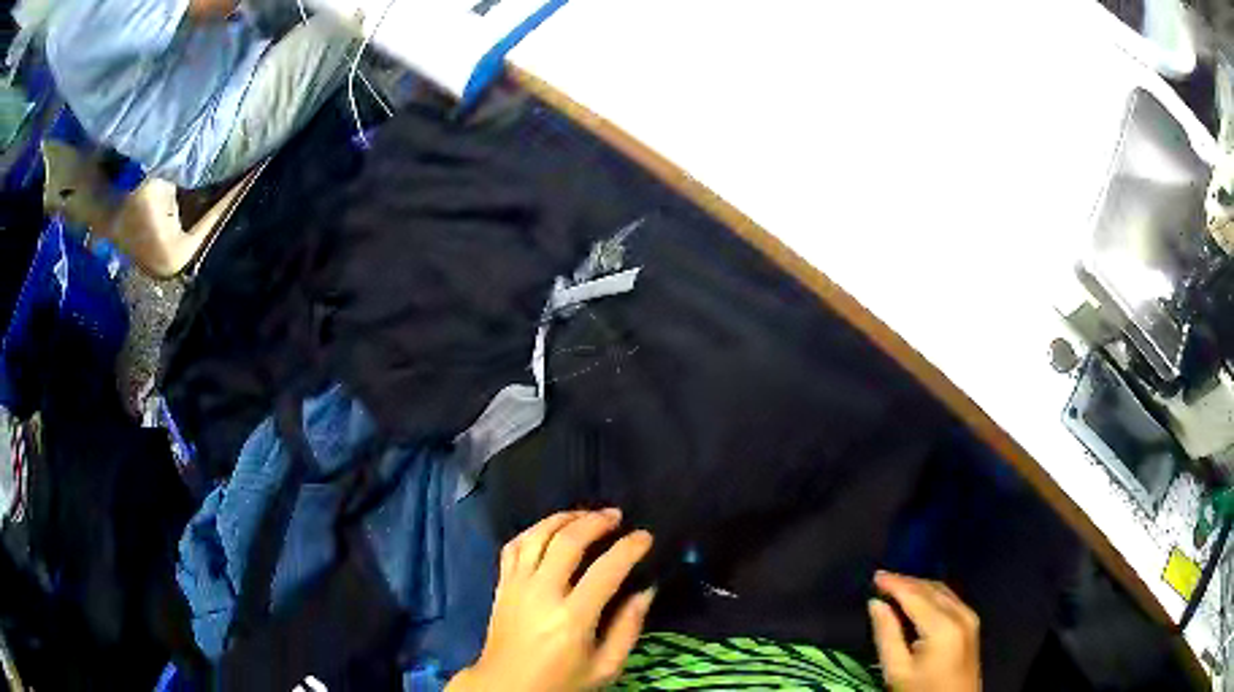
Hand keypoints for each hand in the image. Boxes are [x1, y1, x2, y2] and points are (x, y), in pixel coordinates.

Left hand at [447, 509, 655, 691]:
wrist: (507, 686)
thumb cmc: (562, 681)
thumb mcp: (606, 667)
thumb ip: (628, 628)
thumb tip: (646, 590)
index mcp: (572, 618)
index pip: (606, 570)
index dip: (629, 548)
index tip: (645, 537)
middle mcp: (542, 594)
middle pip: (568, 542)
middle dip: (596, 521)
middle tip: (617, 516)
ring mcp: (517, 586)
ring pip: (537, 536)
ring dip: (564, 518)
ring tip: (587, 514)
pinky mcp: (502, 585)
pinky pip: (514, 546)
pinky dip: (534, 530)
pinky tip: (551, 529)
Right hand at [868, 571, 980, 691]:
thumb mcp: (897, 671)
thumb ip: (887, 635)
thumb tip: (875, 604)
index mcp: (942, 626)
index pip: (915, 595)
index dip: (895, 583)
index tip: (874, 575)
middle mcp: (960, 614)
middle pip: (931, 588)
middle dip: (906, 582)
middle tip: (881, 580)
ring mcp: (969, 617)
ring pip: (942, 590)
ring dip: (918, 586)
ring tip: (895, 587)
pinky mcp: (971, 623)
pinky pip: (949, 598)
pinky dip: (931, 594)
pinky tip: (916, 600)